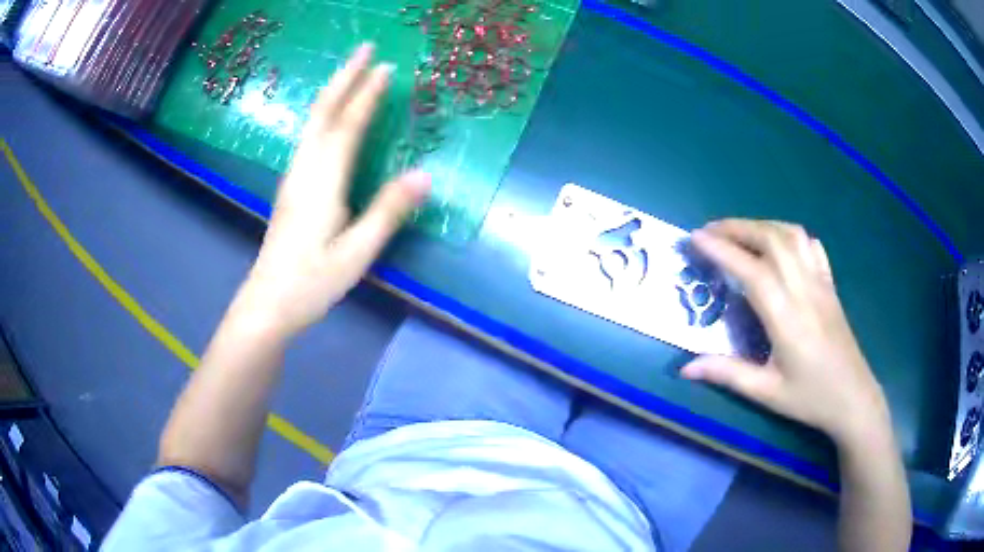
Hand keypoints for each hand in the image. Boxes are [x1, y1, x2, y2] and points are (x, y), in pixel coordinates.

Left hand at [238, 44, 429, 336]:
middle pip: (324, 112)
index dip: (368, 95)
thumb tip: (426, 175)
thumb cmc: (313, 281)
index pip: (349, 126)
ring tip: (350, 70)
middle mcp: (305, 169)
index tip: (387, 67)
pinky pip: (309, 136)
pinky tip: (330, 113)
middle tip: (365, 47)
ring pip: (313, 121)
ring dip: (333, 91)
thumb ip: (389, 211)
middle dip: (345, 76)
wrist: (268, 302)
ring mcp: (294, 176)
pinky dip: (324, 113)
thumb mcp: (357, 252)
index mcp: (323, 181)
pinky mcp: (291, 186)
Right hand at [681, 219, 890, 446]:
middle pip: (772, 240)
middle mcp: (804, 290)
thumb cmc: (810, 398)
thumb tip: (685, 368)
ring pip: (792, 236)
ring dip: (762, 225)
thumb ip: (728, 375)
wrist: (853, 398)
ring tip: (740, 233)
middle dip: (737, 227)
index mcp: (787, 318)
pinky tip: (779, 244)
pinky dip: (790, 235)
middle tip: (710, 230)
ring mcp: (821, 284)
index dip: (722, 250)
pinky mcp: (830, 285)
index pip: (752, 271)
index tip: (696, 238)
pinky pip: (811, 247)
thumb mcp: (767, 393)